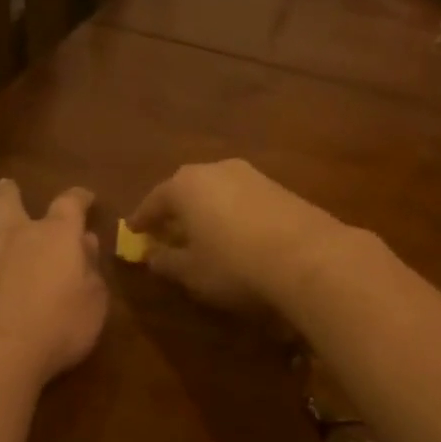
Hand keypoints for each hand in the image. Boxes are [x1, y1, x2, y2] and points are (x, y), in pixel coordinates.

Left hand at [0, 180, 107, 388]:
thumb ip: (90, 269)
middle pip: (7, 200)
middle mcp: (12, 235)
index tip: (84, 196)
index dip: (78, 197)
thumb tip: (85, 241)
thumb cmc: (57, 331)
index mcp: (55, 237)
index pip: (69, 205)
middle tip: (6, 188)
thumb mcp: (94, 303)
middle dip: (7, 192)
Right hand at [127, 159, 347, 312]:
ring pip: (217, 191)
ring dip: (206, 211)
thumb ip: (166, 261)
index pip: (154, 201)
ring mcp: (251, 175)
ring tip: (202, 235)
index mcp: (185, 185)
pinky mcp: (279, 187)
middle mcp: (215, 170)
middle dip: (175, 210)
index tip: (133, 232)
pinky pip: (242, 199)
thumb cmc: (234, 264)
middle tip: (167, 231)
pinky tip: (235, 235)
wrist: (308, 257)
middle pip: (186, 190)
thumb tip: (152, 255)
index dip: (141, 219)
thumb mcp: (191, 272)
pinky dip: (231, 214)